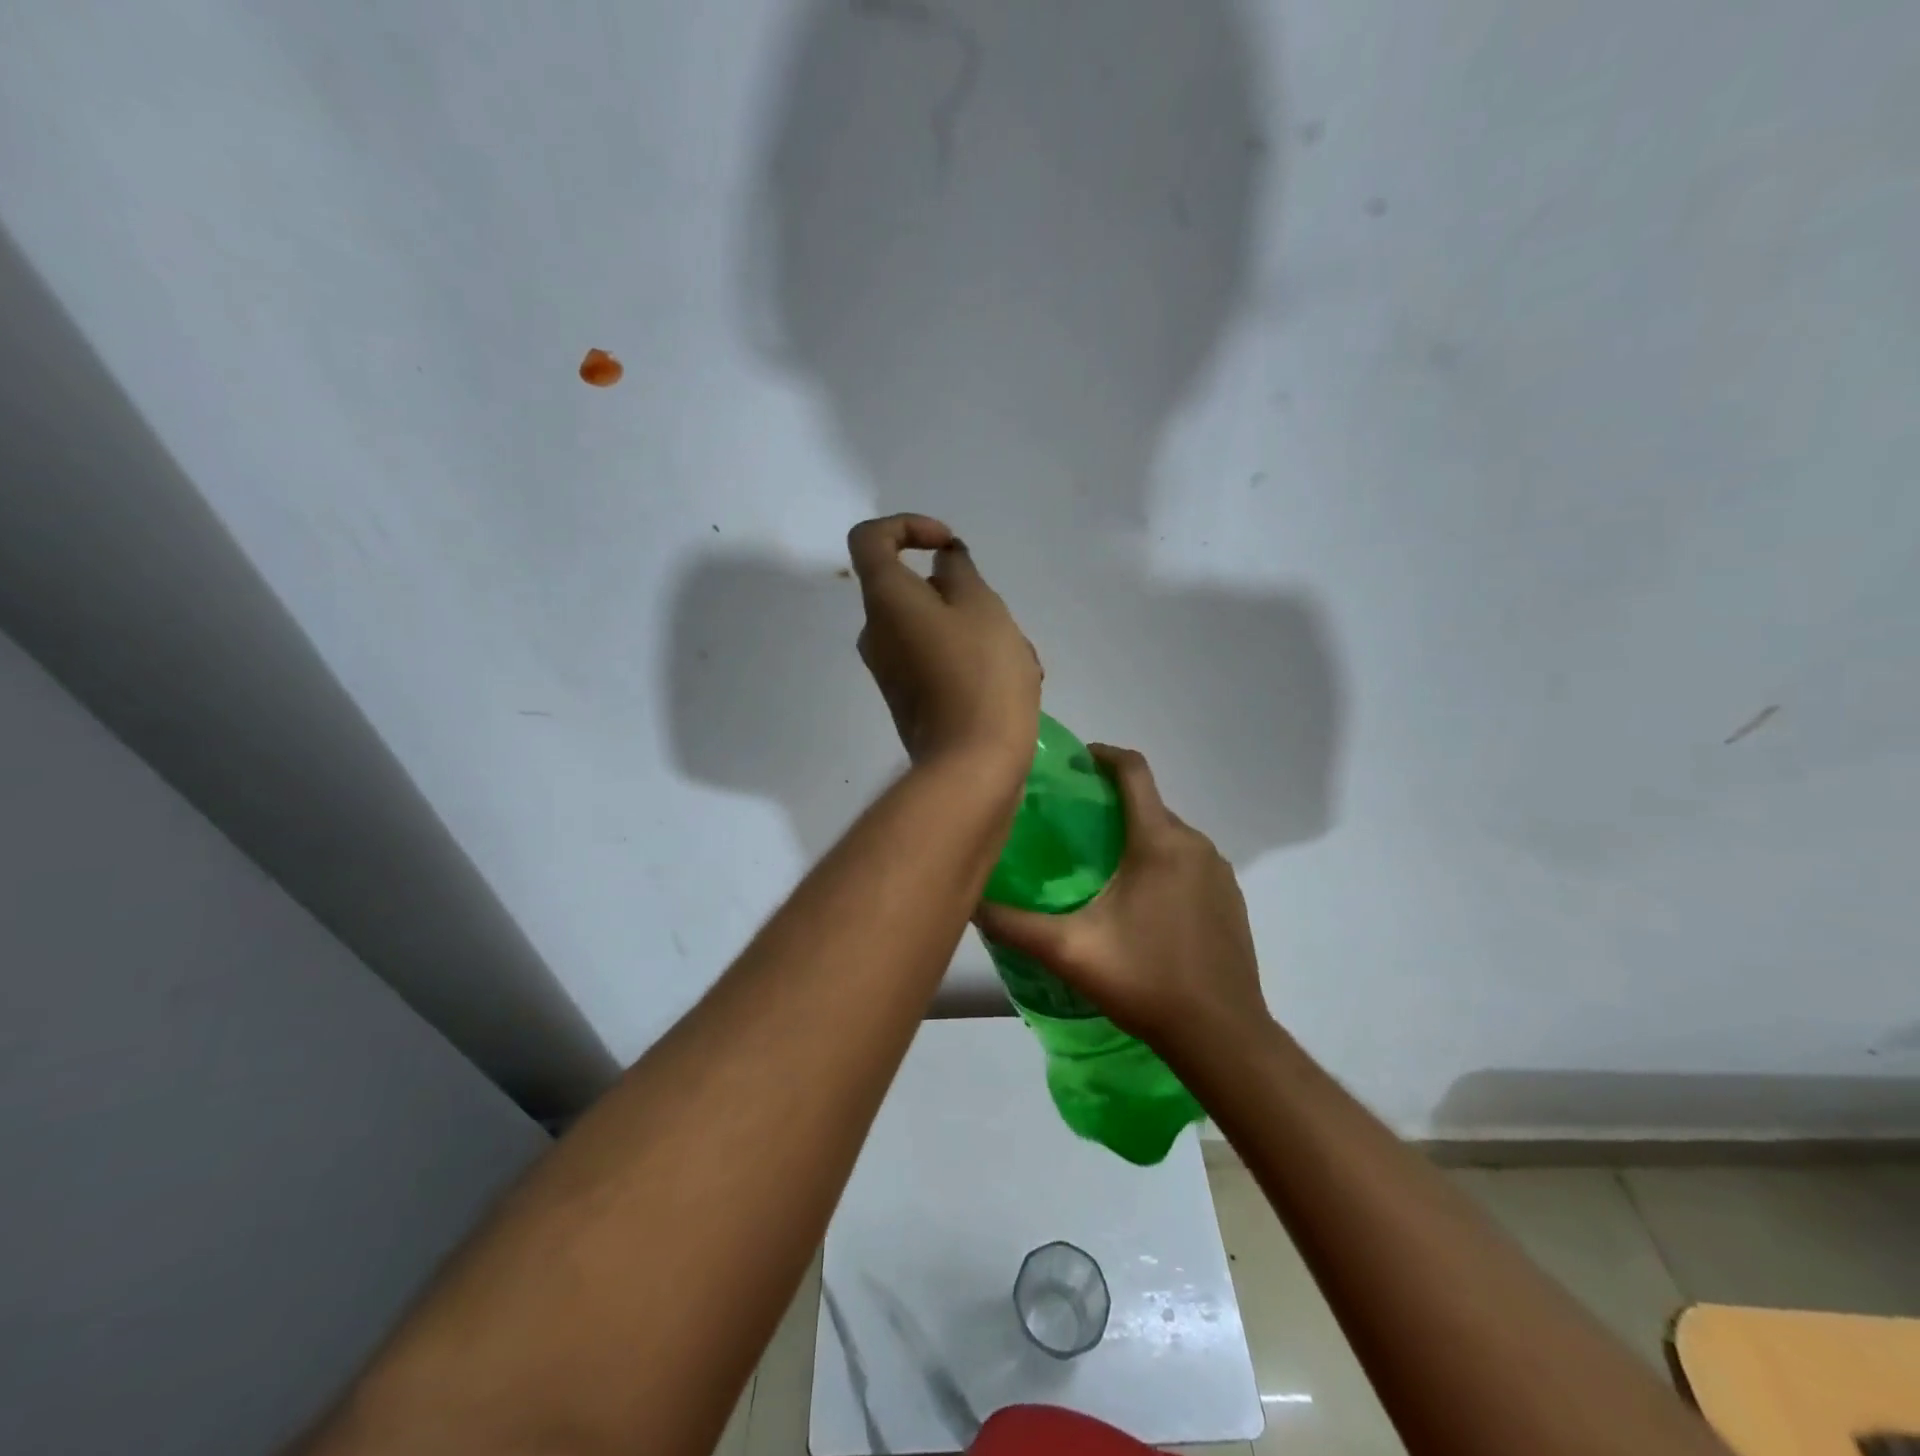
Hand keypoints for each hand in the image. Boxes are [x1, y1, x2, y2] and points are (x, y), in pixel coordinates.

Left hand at [848, 514, 1041, 772]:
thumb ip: (960, 572)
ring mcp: (891, 671)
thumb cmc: (981, 674)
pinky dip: (971, 660)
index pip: (869, 539)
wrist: (972, 765)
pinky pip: (938, 661)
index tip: (947, 545)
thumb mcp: (982, 607)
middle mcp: (876, 634)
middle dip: (962, 594)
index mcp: (885, 601)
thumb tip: (942, 565)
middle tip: (1001, 617)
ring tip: (1022, 658)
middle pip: (912, 590)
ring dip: (978, 631)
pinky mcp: (910, 700)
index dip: (907, 527)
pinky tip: (1014, 682)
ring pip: (935, 628)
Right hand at [973, 745, 1269, 1046]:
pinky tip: (1141, 904)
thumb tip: (970, 901)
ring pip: (1170, 836)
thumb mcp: (1068, 951)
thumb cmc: (1145, 980)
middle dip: (1113, 805)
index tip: (1076, 762)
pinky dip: (1162, 865)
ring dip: (1137, 838)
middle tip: (1072, 828)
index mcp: (1159, 842)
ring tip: (1101, 867)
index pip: (1134, 771)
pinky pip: (1190, 863)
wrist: (1221, 1035)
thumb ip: (1014, 924)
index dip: (1103, 756)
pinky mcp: (1231, 899)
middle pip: (1149, 805)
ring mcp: (1219, 872)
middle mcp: (1195, 845)